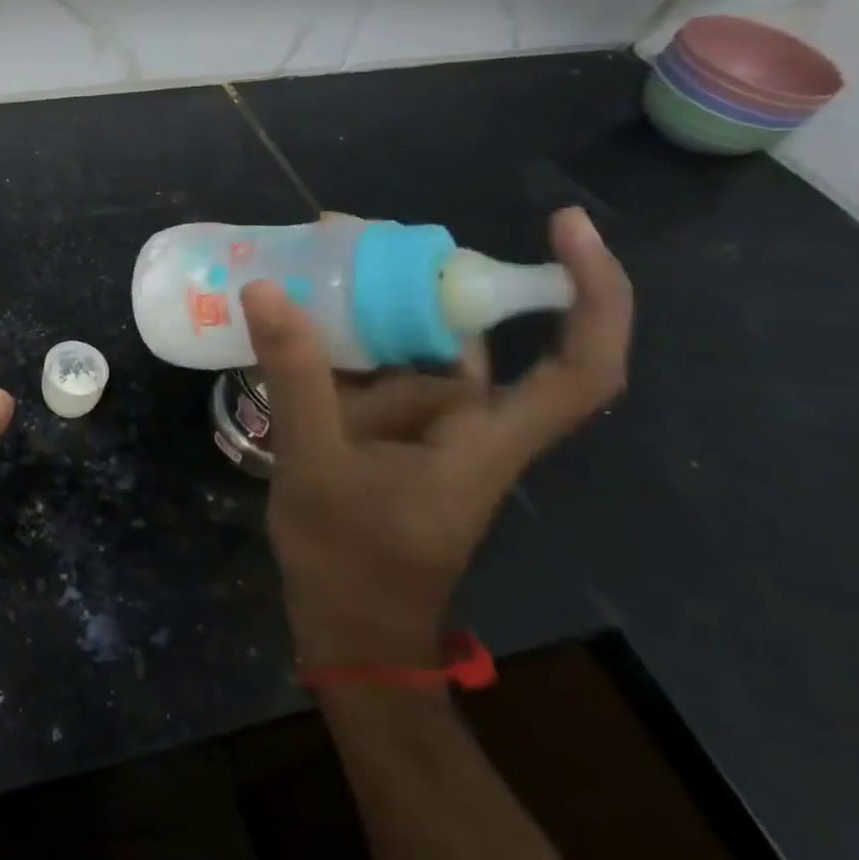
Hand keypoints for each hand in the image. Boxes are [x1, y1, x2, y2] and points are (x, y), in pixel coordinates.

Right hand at [242, 208, 632, 669]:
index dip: (592, 293)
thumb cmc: (350, 561)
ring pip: (410, 348)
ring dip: (366, 303)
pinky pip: (375, 371)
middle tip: (340, 230)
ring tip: (302, 260)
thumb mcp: (316, 463)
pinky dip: (343, 339)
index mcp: (484, 439)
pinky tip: (292, 317)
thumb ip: (296, 375)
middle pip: (468, 334)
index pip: (580, 367)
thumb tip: (266, 289)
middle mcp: (468, 424)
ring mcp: (425, 430)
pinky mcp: (389, 435)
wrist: (346, 633)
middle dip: (418, 275)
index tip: (565, 226)